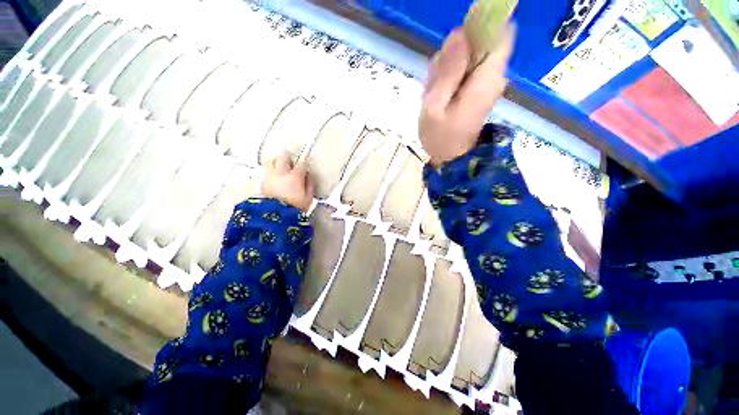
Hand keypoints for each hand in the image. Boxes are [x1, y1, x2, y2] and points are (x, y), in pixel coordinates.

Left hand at [262, 152, 314, 210]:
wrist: (275, 218)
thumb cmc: (295, 208)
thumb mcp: (308, 199)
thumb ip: (310, 186)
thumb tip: (310, 177)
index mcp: (295, 176)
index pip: (301, 164)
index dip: (304, 165)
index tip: (306, 168)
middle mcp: (281, 173)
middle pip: (283, 157)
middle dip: (287, 157)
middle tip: (290, 161)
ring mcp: (270, 177)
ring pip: (270, 162)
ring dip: (276, 163)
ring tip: (279, 168)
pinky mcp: (262, 184)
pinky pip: (266, 173)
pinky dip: (270, 173)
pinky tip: (274, 179)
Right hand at [420, 24, 515, 166]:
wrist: (451, 159)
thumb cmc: (441, 137)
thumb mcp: (435, 106)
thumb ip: (447, 71)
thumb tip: (458, 33)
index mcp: (487, 77)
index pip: (500, 32)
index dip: (481, 25)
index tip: (455, 41)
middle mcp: (493, 75)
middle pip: (480, 43)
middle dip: (455, 53)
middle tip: (436, 80)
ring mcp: (486, 82)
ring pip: (470, 56)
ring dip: (449, 67)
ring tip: (435, 93)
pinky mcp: (479, 89)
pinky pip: (465, 70)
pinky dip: (450, 77)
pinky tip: (439, 96)